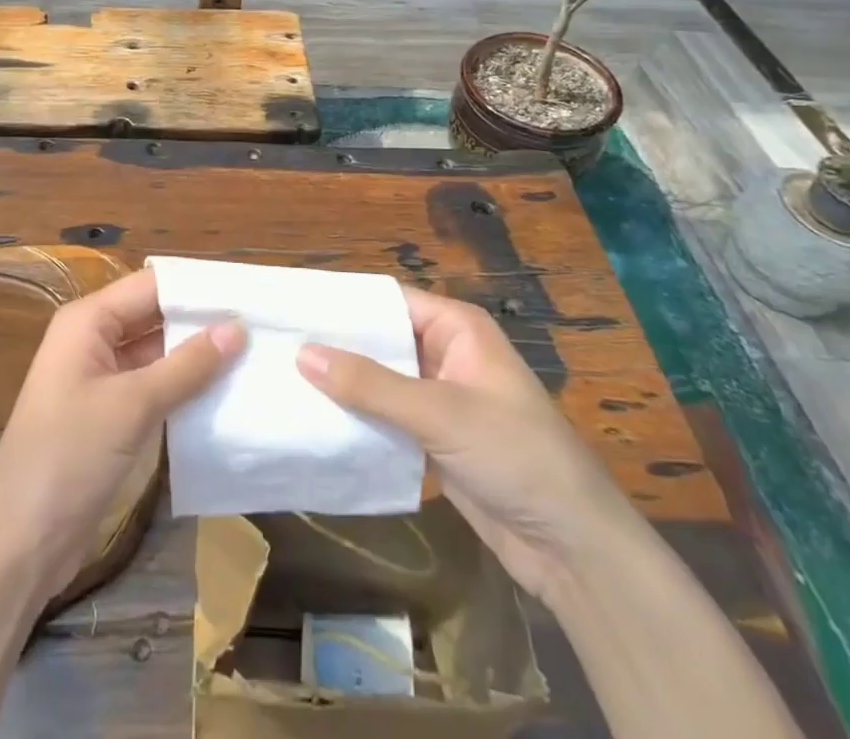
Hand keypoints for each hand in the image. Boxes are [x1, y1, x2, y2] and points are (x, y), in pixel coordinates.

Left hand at [0, 268, 244, 602]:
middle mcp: (93, 339)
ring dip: (196, 355)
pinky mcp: (109, 413)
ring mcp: (100, 378)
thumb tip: (238, 328)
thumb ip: (187, 366)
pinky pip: (153, 385)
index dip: (196, 287)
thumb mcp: (132, 406)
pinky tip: (224, 390)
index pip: (151, 285)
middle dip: (201, 320)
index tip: (247, 292)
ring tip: (254, 352)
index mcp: (88, 321)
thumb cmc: (69, 457)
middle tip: (260, 323)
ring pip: (156, 351)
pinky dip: (183, 386)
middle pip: (154, 315)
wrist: (20, 543)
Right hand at [298, 289, 639, 597]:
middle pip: (381, 340)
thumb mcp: (440, 413)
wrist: (574, 548)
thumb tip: (302, 352)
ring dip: (343, 385)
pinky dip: (358, 419)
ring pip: (380, 381)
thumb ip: (370, 384)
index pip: (388, 300)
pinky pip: (387, 418)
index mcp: (457, 328)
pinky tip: (315, 421)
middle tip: (275, 346)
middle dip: (336, 346)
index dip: (343, 303)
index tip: (292, 307)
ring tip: (282, 380)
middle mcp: (446, 354)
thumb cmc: (515, 455)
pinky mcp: (434, 440)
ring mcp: (440, 398)